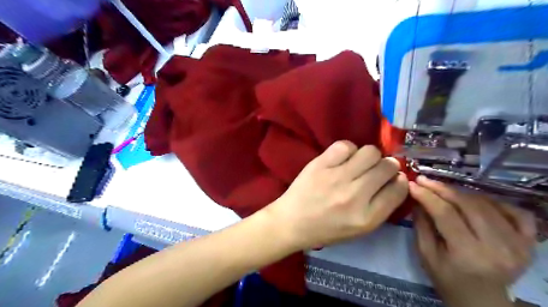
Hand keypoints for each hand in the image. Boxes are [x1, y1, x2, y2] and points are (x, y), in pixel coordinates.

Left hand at [268, 142, 407, 251]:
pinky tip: (342, 158)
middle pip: (387, 167)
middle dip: (387, 166)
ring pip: (370, 152)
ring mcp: (336, 178)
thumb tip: (395, 179)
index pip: (398, 189)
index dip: (399, 180)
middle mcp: (355, 196)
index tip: (393, 178)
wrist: (291, 222)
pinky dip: (348, 149)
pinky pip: (345, 146)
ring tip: (358, 163)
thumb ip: (380, 207)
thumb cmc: (326, 229)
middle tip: (375, 169)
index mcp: (367, 218)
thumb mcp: (359, 229)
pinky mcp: (320, 165)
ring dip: (369, 156)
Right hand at [411, 175, 535, 306]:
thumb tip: (418, 198)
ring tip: (444, 190)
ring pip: (488, 204)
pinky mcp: (530, 243)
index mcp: (468, 254)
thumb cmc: (448, 279)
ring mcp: (519, 244)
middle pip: (468, 205)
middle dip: (442, 189)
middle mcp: (498, 248)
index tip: (413, 183)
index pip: (445, 214)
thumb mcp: (426, 255)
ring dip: (462, 193)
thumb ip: (421, 225)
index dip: (427, 195)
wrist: (482, 300)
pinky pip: (516, 212)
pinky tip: (477, 201)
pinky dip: (495, 201)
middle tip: (425, 181)